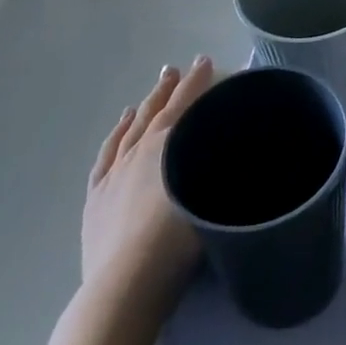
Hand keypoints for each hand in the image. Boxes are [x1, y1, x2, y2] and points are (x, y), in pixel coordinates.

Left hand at [81, 57, 213, 311]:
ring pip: (130, 129)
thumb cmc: (178, 240)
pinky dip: (115, 137)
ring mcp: (114, 173)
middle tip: (178, 70)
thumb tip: (250, 147)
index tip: (206, 60)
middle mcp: (139, 149)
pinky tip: (120, 127)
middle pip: (157, 110)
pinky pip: (106, 156)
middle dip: (170, 89)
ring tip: (152, 92)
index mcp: (168, 143)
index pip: (187, 102)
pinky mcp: (95, 199)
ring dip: (143, 107)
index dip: (198, 80)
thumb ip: (233, 168)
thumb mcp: (217, 197)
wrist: (126, 285)